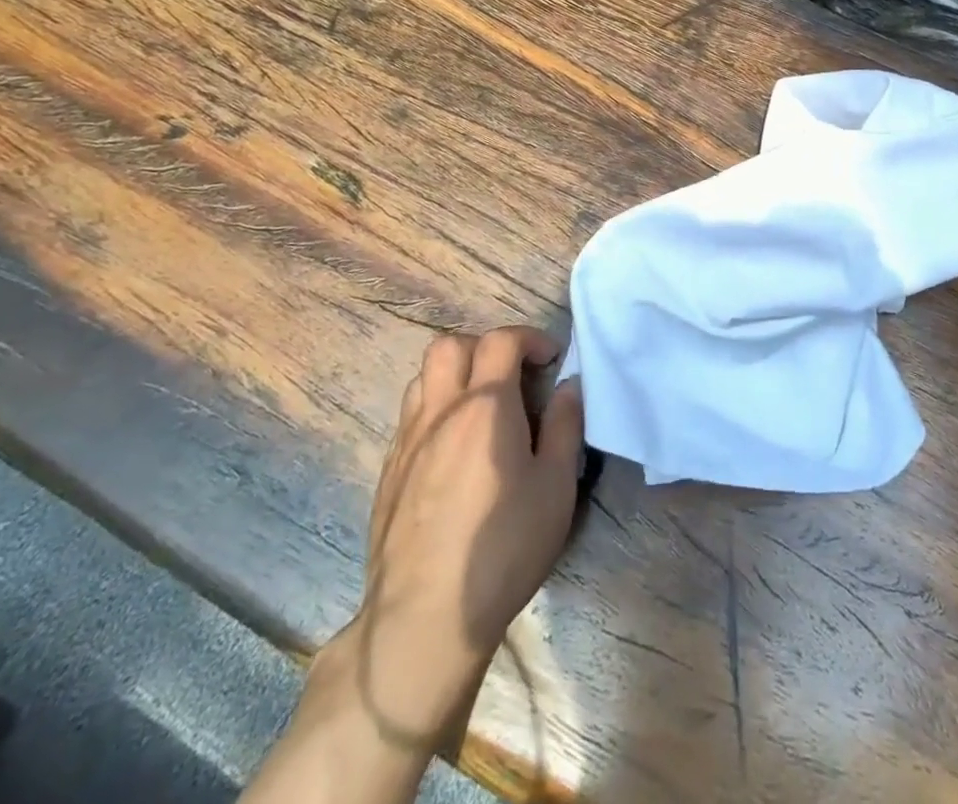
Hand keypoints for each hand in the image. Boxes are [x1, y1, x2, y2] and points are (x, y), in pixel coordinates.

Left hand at [244, 327, 581, 803]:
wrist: (424, 619)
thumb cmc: (503, 547)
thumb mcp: (556, 486)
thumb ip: (564, 426)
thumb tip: (569, 386)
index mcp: (484, 406)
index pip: (500, 340)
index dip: (530, 338)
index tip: (552, 360)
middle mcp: (440, 411)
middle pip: (449, 345)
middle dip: (485, 347)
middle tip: (513, 376)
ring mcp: (407, 441)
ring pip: (422, 378)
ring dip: (455, 375)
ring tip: (483, 408)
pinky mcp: (388, 473)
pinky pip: (410, 417)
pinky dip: (436, 410)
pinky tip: (455, 450)